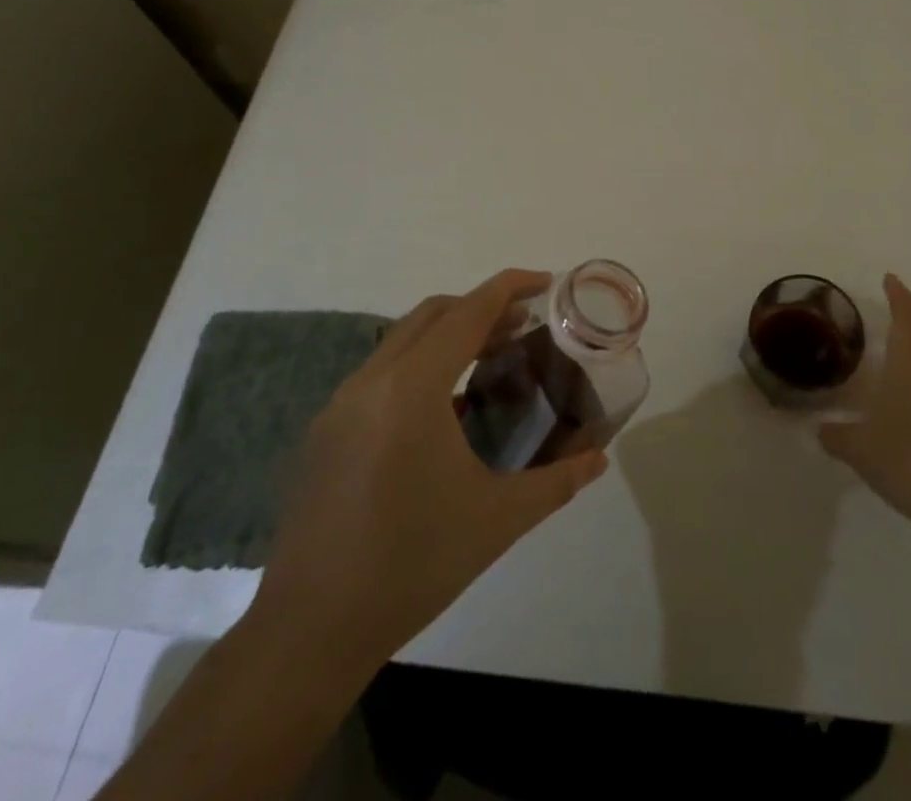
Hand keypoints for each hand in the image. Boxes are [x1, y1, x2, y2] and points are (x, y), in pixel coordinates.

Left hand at [247, 269, 607, 675]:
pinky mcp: (326, 430)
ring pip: (403, 340)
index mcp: (412, 389)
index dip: (509, 288)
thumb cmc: (413, 565)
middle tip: (525, 324)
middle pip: (433, 314)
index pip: (468, 313)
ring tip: (492, 358)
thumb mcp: (498, 520)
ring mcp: (341, 404)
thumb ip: (557, 481)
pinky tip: (447, 409)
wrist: (312, 630)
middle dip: (481, 307)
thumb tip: (599, 458)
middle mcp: (371, 381)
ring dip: (449, 335)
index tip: (544, 281)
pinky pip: (381, 373)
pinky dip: (420, 365)